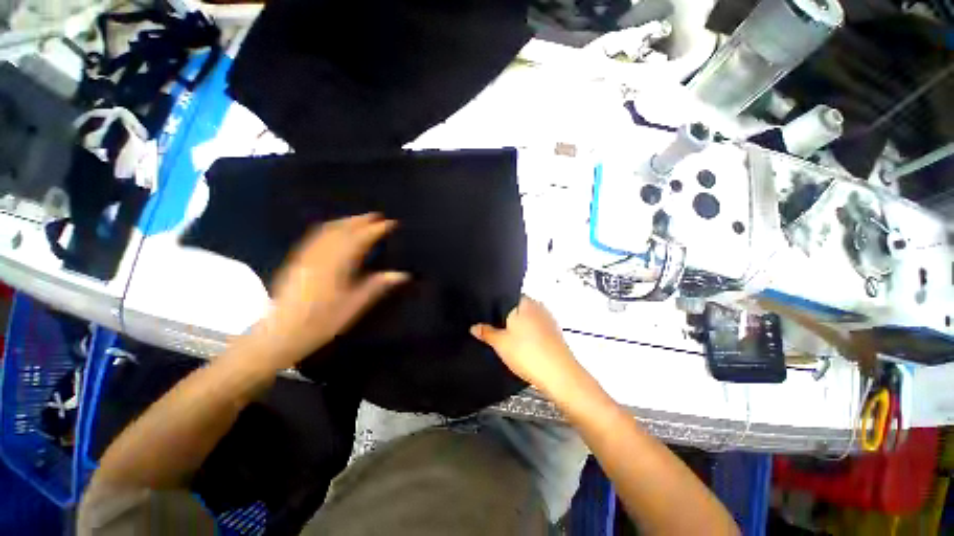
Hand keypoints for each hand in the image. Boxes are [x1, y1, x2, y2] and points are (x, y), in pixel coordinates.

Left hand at [248, 214, 408, 369]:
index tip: (391, 223)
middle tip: (378, 216)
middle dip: (361, 220)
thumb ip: (377, 286)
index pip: (361, 239)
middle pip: (343, 230)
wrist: (281, 333)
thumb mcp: (354, 305)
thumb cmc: (322, 321)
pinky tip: (334, 230)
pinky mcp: (297, 260)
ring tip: (360, 219)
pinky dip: (330, 227)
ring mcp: (307, 255)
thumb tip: (403, 274)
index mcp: (338, 265)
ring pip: (328, 230)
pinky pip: (315, 236)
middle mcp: (321, 255)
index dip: (377, 229)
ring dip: (346, 221)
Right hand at [470, 297, 583, 397]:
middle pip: (518, 308)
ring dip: (520, 327)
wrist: (558, 374)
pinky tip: (526, 347)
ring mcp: (548, 318)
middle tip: (498, 331)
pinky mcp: (555, 331)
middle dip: (508, 318)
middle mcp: (537, 306)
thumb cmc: (528, 353)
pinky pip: (538, 328)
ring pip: (529, 318)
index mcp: (523, 302)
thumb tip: (475, 327)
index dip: (496, 307)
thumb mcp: (500, 343)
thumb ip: (486, 333)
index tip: (489, 318)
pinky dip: (531, 334)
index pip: (506, 297)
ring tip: (511, 341)